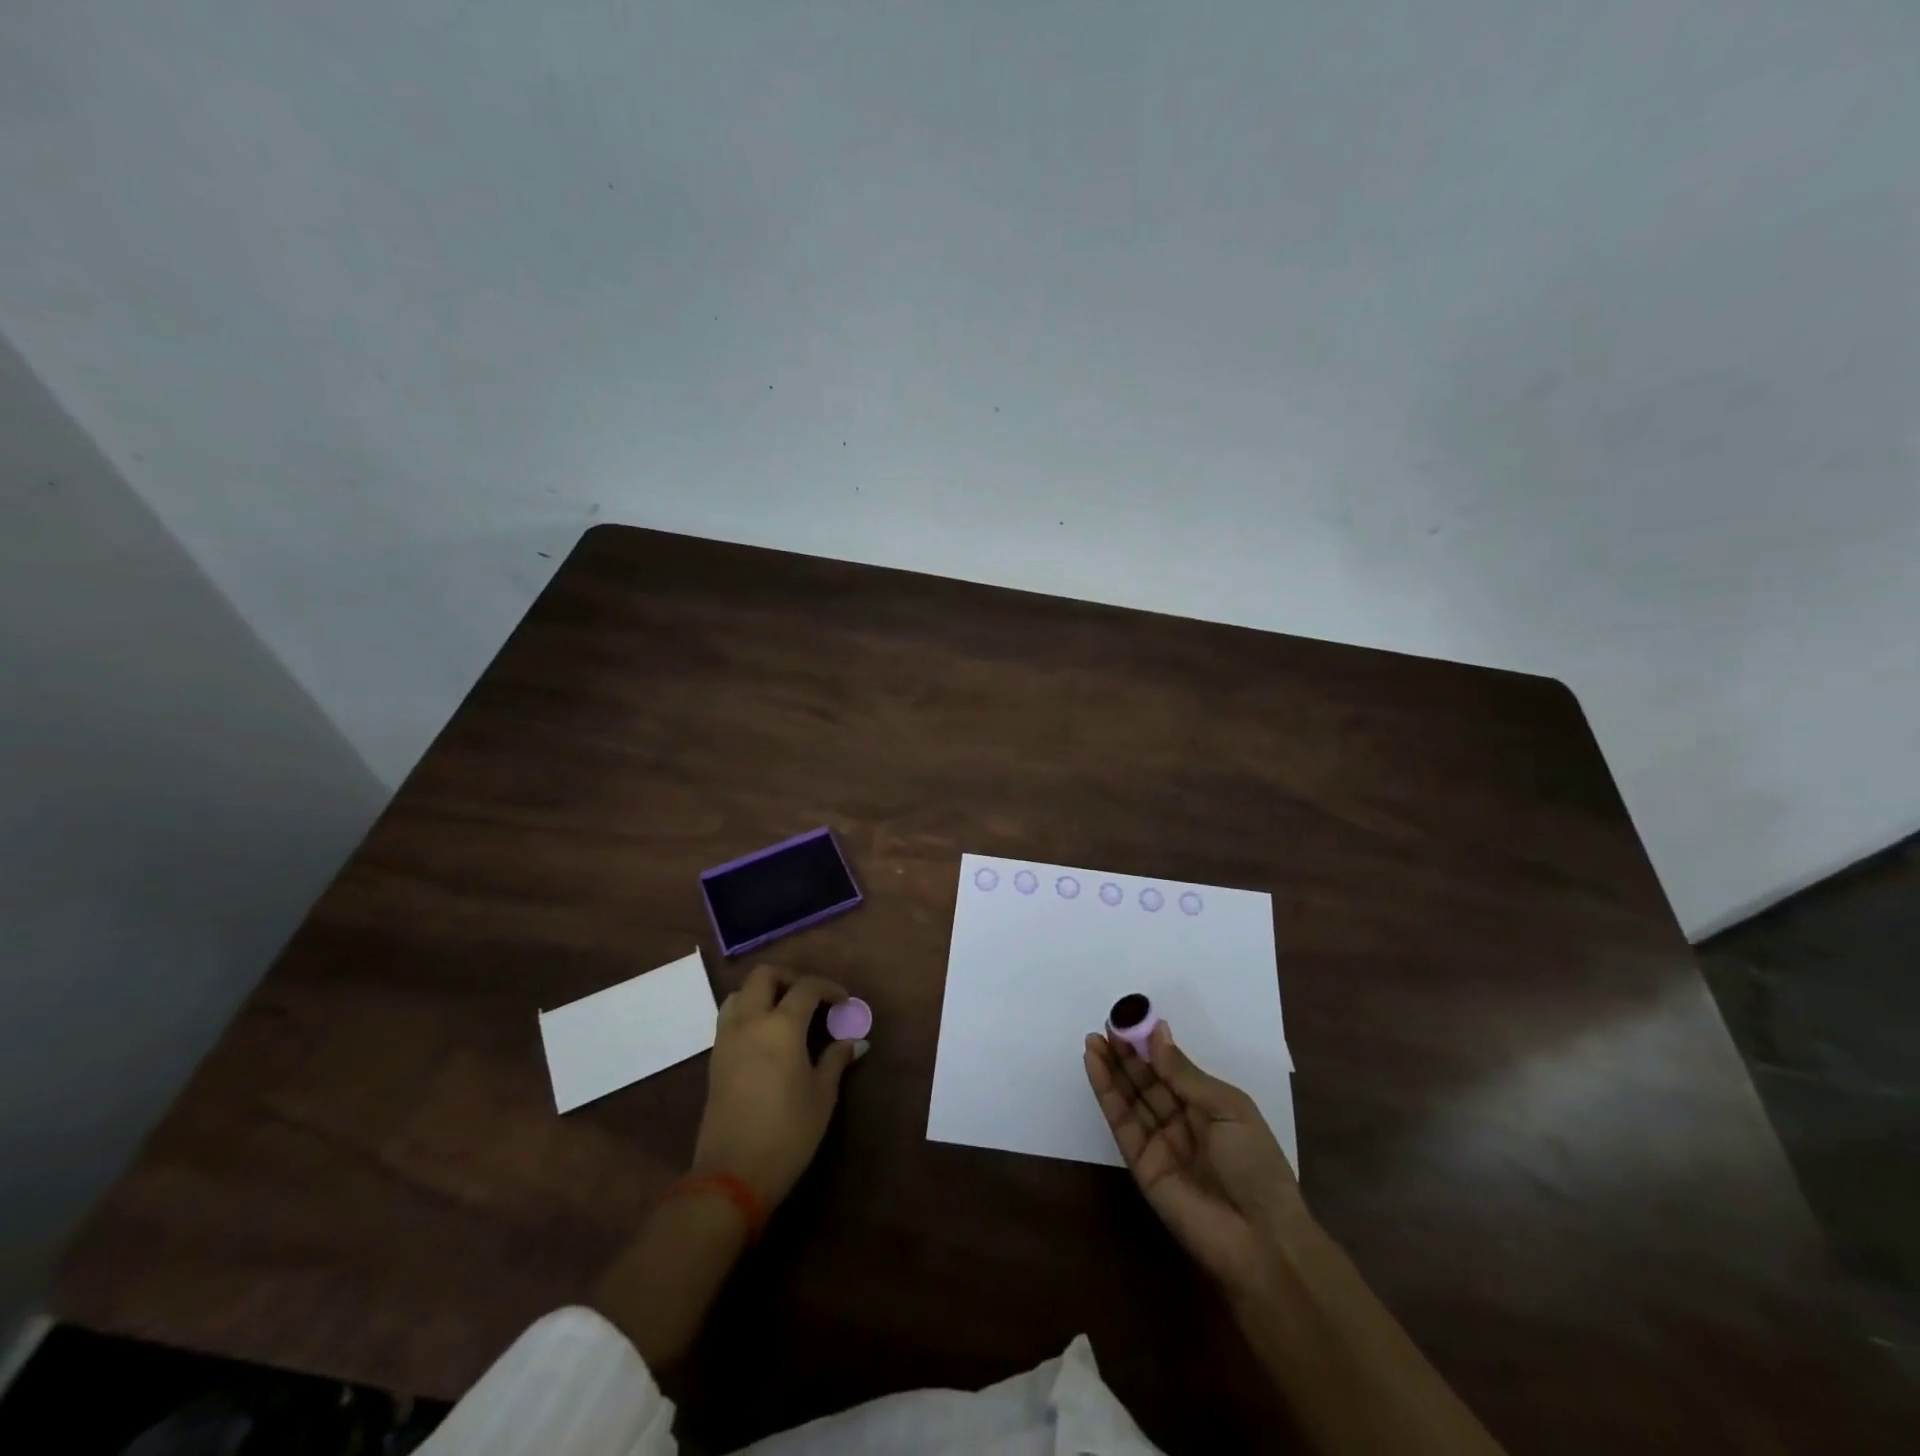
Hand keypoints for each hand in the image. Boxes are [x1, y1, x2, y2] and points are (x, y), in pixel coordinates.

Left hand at [692, 964, 859, 1208]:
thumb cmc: (787, 1133)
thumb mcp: (822, 1096)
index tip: (844, 1002)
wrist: (732, 1175)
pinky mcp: (715, 1059)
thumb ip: (835, 1060)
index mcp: (781, 1026)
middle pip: (764, 975)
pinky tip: (766, 1036)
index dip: (828, 987)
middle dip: (789, 977)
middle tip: (811, 996)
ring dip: (763, 992)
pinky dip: (748, 1012)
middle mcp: (750, 1022)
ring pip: (739, 993)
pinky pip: (730, 1017)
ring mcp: (727, 1039)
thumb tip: (853, 1041)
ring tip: (785, 1011)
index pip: (806, 987)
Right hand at [1085, 1021, 1307, 1301]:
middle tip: (1106, 1024)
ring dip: (1110, 1067)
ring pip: (1130, 1097)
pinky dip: (1106, 1093)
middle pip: (1147, 1081)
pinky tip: (1094, 1065)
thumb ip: (1185, 1073)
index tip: (1130, 1018)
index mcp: (1209, 1107)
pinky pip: (1121, 1122)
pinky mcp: (1140, 1163)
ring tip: (1093, 1039)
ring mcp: (1159, 1143)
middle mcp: (1181, 1122)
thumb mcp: (1228, 1108)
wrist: (1260, 1238)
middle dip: (1126, 1053)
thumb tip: (1158, 1032)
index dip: (1151, 1045)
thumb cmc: (1255, 1164)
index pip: (1172, 1069)